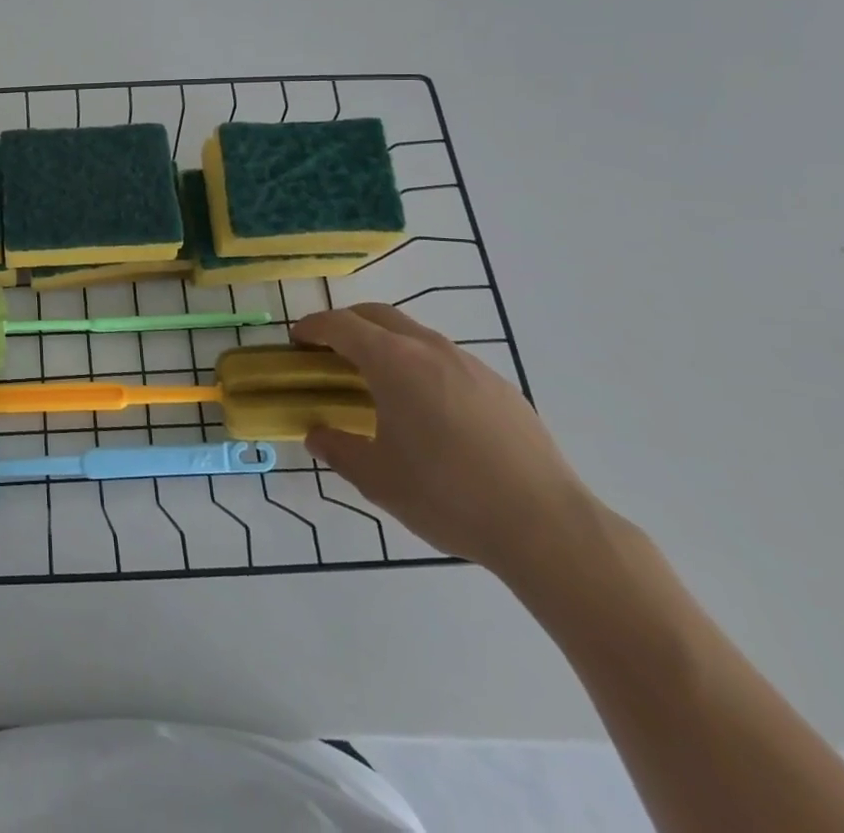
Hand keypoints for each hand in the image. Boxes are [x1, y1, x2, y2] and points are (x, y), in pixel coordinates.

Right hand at [293, 304, 600, 580]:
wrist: (547, 527)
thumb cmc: (447, 495)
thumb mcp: (377, 479)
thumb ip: (338, 450)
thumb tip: (317, 435)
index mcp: (393, 362)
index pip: (342, 325)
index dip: (314, 327)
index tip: (297, 338)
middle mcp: (430, 349)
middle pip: (379, 315)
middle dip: (348, 323)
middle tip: (329, 348)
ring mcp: (471, 365)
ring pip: (416, 335)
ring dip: (387, 343)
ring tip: (377, 379)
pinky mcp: (502, 388)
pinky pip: (448, 359)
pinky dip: (422, 364)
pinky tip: (428, 408)